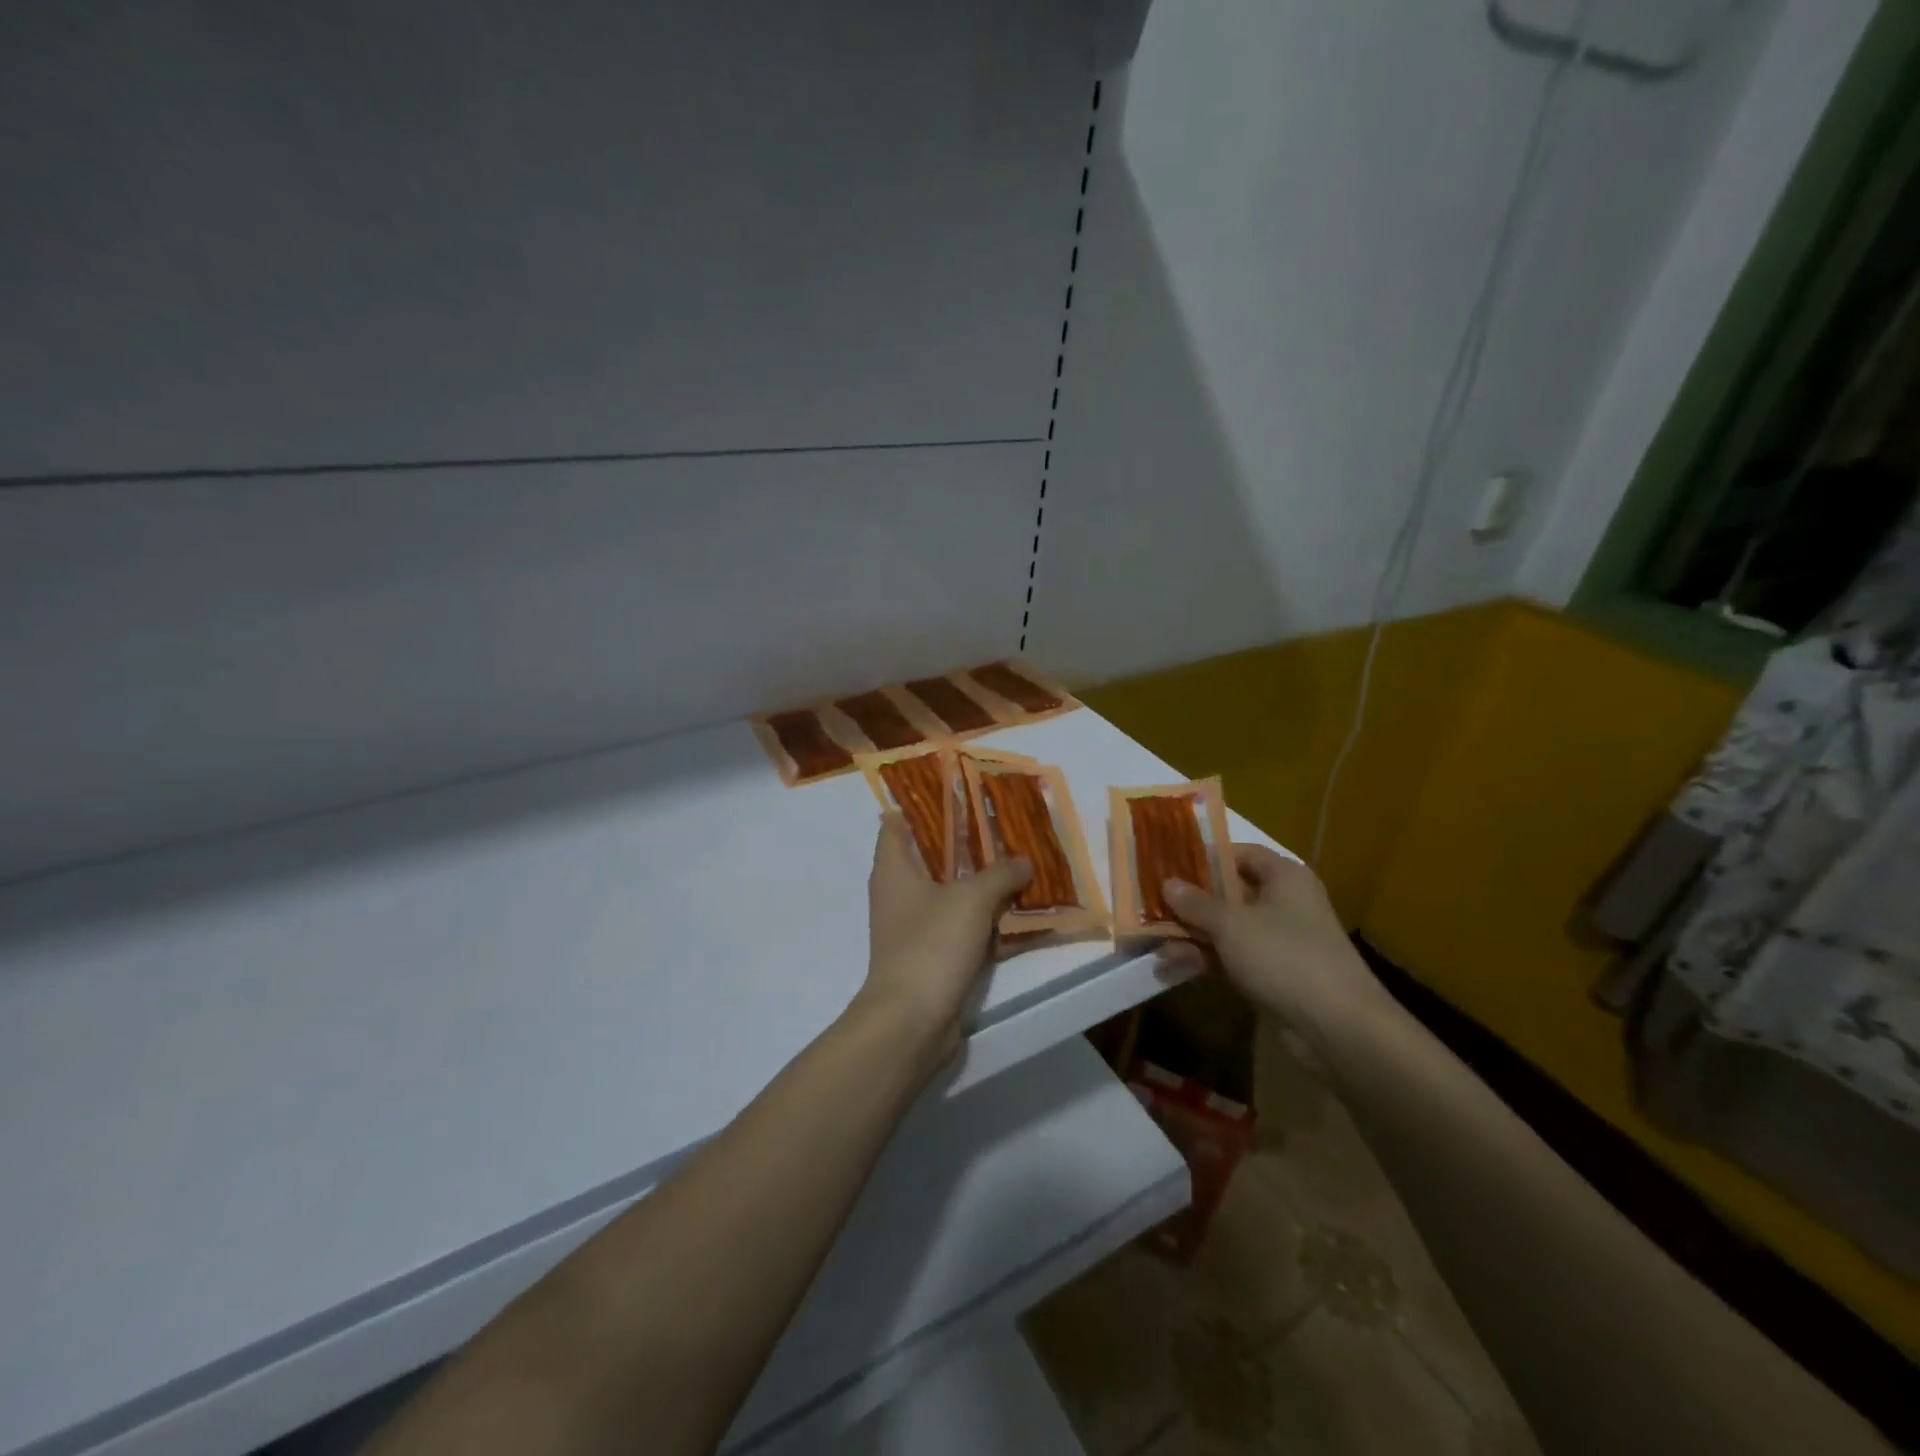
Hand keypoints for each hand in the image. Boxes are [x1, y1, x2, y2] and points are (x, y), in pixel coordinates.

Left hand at [852, 812, 1031, 1069]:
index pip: (897, 823)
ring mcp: (914, 927)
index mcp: (894, 869)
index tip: (958, 795)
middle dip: (966, 844)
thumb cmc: (931, 945)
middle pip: (930, 857)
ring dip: (980, 883)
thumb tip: (1022, 861)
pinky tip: (1017, 914)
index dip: (923, 805)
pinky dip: (984, 920)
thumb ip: (999, 874)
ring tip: (1019, 865)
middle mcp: (898, 893)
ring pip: (950, 893)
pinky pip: (961, 927)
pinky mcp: (931, 956)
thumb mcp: (971, 900)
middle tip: (1003, 829)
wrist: (912, 1021)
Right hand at [1160, 844, 1398, 1048]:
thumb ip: (1196, 903)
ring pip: (1226, 928)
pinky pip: (1231, 957)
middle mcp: (1283, 903)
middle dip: (1189, 900)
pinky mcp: (1272, 974)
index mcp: (1283, 877)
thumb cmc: (1284, 956)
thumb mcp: (1232, 924)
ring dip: (1191, 933)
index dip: (1205, 856)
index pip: (1240, 854)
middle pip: (1229, 892)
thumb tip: (1168, 883)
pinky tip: (1170, 965)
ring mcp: (1278, 941)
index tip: (1168, 863)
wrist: (1337, 1028)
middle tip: (1149, 902)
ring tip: (1151, 940)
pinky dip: (1204, 959)